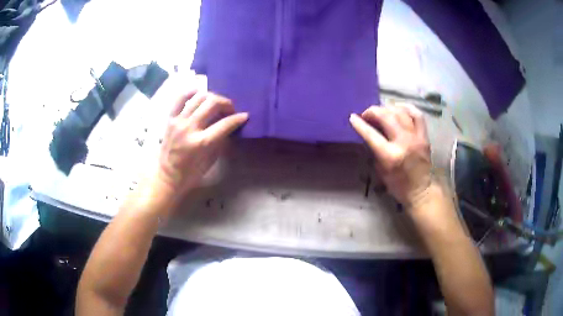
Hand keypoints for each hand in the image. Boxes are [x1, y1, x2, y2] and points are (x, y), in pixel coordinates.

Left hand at [156, 91, 247, 198]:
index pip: (224, 124)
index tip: (245, 116)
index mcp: (200, 143)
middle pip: (212, 104)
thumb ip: (220, 141)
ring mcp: (178, 121)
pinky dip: (191, 92)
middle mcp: (189, 128)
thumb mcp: (210, 160)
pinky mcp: (170, 118)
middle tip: (230, 110)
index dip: (238, 118)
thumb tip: (229, 126)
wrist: (167, 176)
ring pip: (199, 97)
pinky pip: (180, 98)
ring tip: (216, 103)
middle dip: (226, 103)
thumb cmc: (191, 173)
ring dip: (212, 97)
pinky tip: (199, 93)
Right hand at [350, 103, 432, 206]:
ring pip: (401, 113)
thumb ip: (375, 151)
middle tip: (366, 114)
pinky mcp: (424, 136)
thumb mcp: (380, 171)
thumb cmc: (398, 186)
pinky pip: (417, 115)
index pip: (371, 134)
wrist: (421, 191)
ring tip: (381, 111)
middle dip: (373, 111)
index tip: (353, 117)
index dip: (360, 124)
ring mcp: (416, 138)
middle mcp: (404, 143)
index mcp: (390, 156)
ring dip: (388, 108)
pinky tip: (399, 108)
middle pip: (386, 117)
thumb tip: (370, 134)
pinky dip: (407, 108)